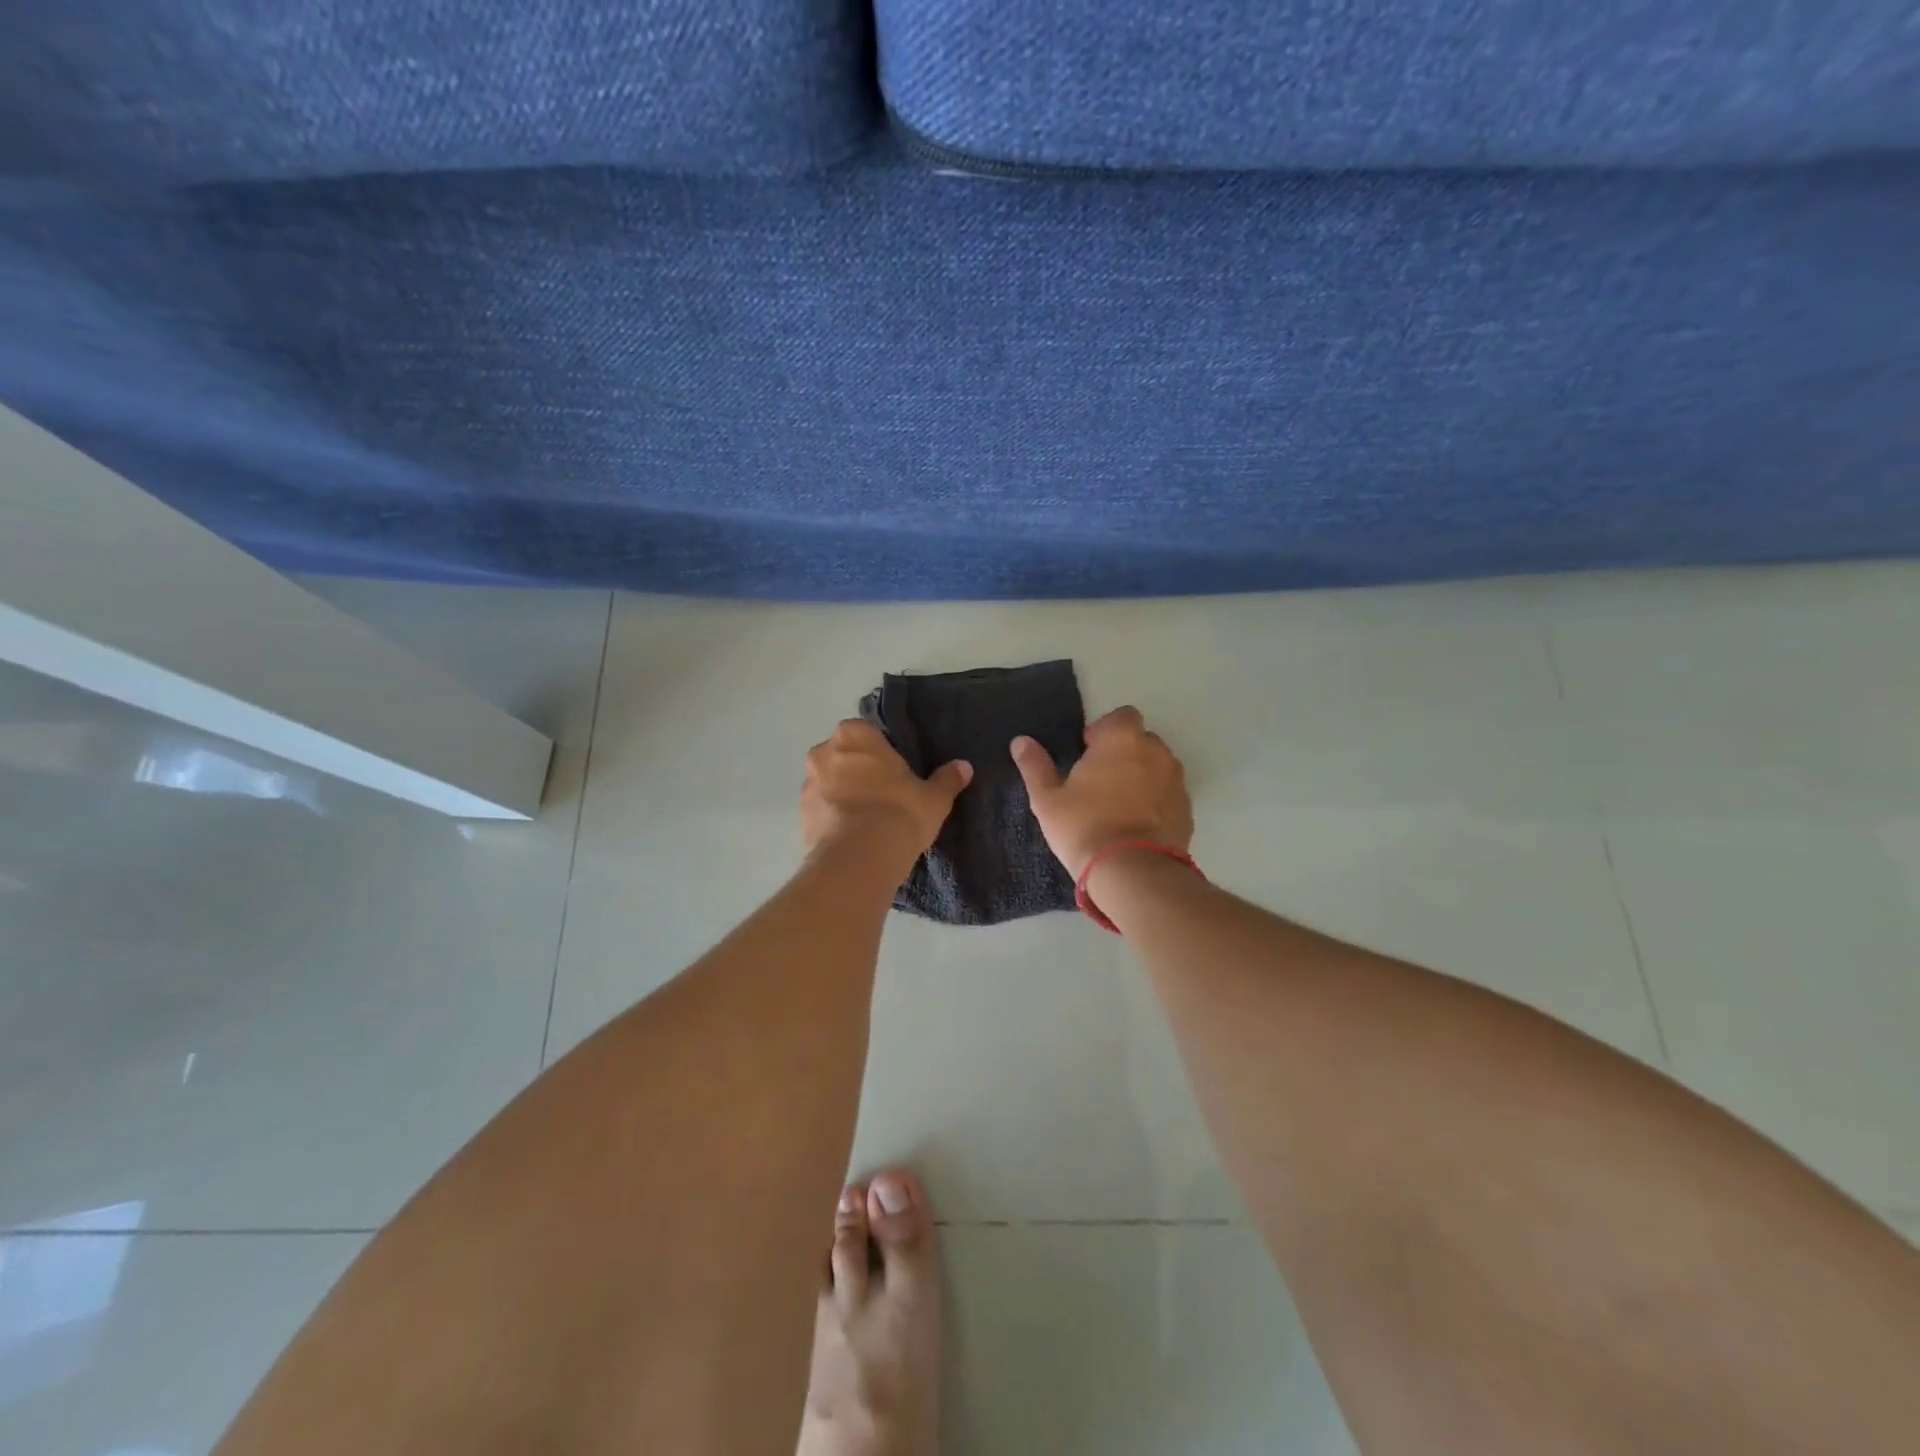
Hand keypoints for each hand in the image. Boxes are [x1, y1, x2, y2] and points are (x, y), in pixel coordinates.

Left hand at [802, 720, 971, 862]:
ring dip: (842, 796)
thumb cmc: (899, 813)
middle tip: (883, 796)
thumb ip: (947, 779)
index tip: (896, 773)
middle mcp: (823, 752)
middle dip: (858, 772)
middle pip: (843, 757)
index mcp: (855, 735)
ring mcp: (807, 785)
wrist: (860, 859)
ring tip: (866, 822)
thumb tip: (964, 767)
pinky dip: (832, 820)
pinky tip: (852, 838)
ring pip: (828, 784)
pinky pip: (820, 812)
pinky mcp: (800, 817)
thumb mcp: (933, 798)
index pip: (868, 734)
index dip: (882, 753)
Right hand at [1012, 706, 1192, 875]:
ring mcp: (1175, 780)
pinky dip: (1155, 799)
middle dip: (1123, 752)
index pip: (1120, 716)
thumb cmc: (1084, 827)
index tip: (1087, 756)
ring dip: (1141, 775)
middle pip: (1140, 740)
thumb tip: (1020, 741)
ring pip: (1157, 766)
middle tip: (1099, 782)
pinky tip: (1136, 823)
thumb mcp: (1047, 799)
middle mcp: (1155, 751)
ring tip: (1119, 805)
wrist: (1133, 872)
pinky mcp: (1187, 807)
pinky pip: (1168, 792)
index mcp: (1121, 739)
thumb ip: (1035, 765)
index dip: (1103, 732)